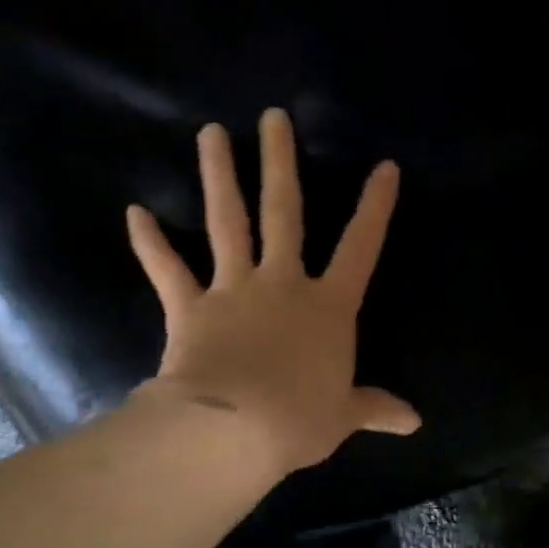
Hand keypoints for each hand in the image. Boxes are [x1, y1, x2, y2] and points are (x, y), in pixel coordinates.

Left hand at [125, 109, 420, 477]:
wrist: (234, 430)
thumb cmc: (299, 420)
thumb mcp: (343, 416)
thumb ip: (375, 408)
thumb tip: (414, 422)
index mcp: (328, 307)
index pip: (360, 248)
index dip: (375, 208)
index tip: (384, 167)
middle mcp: (282, 284)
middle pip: (283, 212)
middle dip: (280, 162)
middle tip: (272, 117)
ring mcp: (233, 290)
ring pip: (227, 222)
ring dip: (219, 176)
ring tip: (210, 133)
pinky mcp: (190, 307)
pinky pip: (167, 269)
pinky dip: (150, 242)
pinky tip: (134, 212)